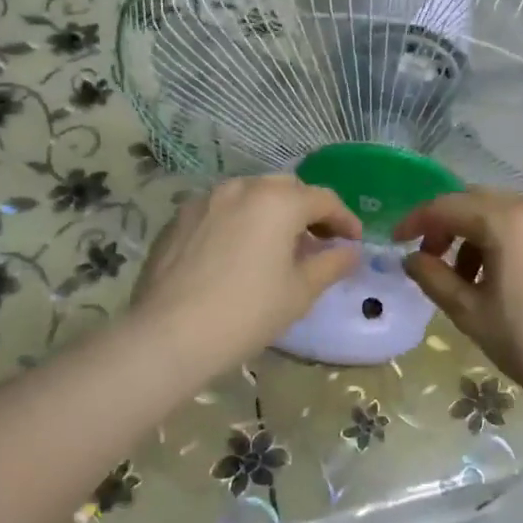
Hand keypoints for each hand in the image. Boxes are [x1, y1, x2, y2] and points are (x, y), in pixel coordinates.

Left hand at [132, 175, 362, 373]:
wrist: (169, 335)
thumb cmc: (247, 312)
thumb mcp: (300, 291)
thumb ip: (331, 264)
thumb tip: (350, 251)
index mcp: (278, 201)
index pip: (323, 199)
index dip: (344, 219)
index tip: (353, 242)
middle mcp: (242, 188)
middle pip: (286, 189)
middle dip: (306, 210)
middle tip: (317, 241)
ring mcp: (205, 200)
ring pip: (250, 195)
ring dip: (270, 213)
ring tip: (275, 246)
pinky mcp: (178, 218)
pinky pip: (220, 211)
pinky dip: (238, 222)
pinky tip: (236, 254)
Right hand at [396, 188, 522, 416]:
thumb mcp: (469, 312)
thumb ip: (433, 277)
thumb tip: (411, 258)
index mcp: (505, 222)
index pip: (446, 207)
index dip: (415, 221)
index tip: (395, 242)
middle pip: (473, 201)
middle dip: (445, 224)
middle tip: (427, 258)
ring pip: (499, 212)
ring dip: (471, 232)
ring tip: (461, 276)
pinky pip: (522, 226)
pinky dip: (498, 239)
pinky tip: (494, 276)